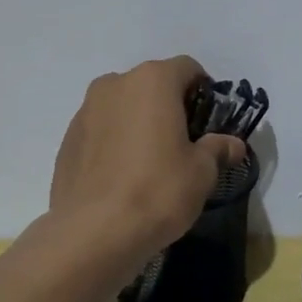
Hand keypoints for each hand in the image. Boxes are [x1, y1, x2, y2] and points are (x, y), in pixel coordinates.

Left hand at [49, 57, 246, 256]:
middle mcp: (115, 84)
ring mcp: (85, 110)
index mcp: (152, 81)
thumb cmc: (158, 190)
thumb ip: (217, 149)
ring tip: (150, 161)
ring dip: (138, 122)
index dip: (203, 91)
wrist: (93, 232)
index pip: (187, 68)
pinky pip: (100, 130)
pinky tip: (122, 176)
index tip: (210, 121)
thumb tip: (233, 144)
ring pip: (122, 106)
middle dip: (169, 106)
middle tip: (183, 142)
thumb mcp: (201, 172)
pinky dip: (114, 142)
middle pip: (151, 84)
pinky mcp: (67, 139)